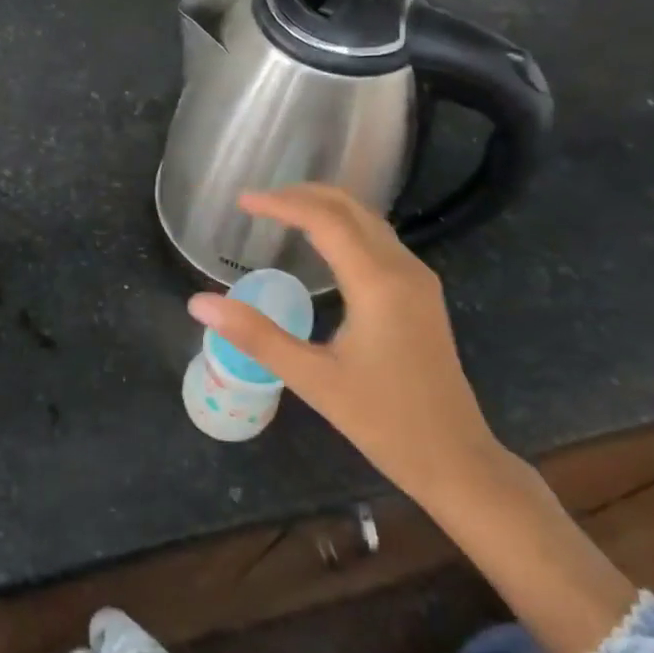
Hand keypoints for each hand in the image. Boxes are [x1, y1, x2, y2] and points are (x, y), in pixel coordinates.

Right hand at [186, 185, 500, 502]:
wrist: (454, 457)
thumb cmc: (383, 420)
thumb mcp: (312, 379)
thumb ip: (255, 336)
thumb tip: (199, 303)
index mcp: (378, 283)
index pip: (325, 220)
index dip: (281, 203)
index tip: (242, 201)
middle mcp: (403, 269)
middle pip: (351, 208)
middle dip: (303, 195)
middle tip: (258, 201)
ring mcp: (418, 280)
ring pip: (369, 221)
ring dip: (325, 208)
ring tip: (281, 212)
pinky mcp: (421, 295)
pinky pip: (379, 241)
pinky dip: (344, 227)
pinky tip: (321, 244)